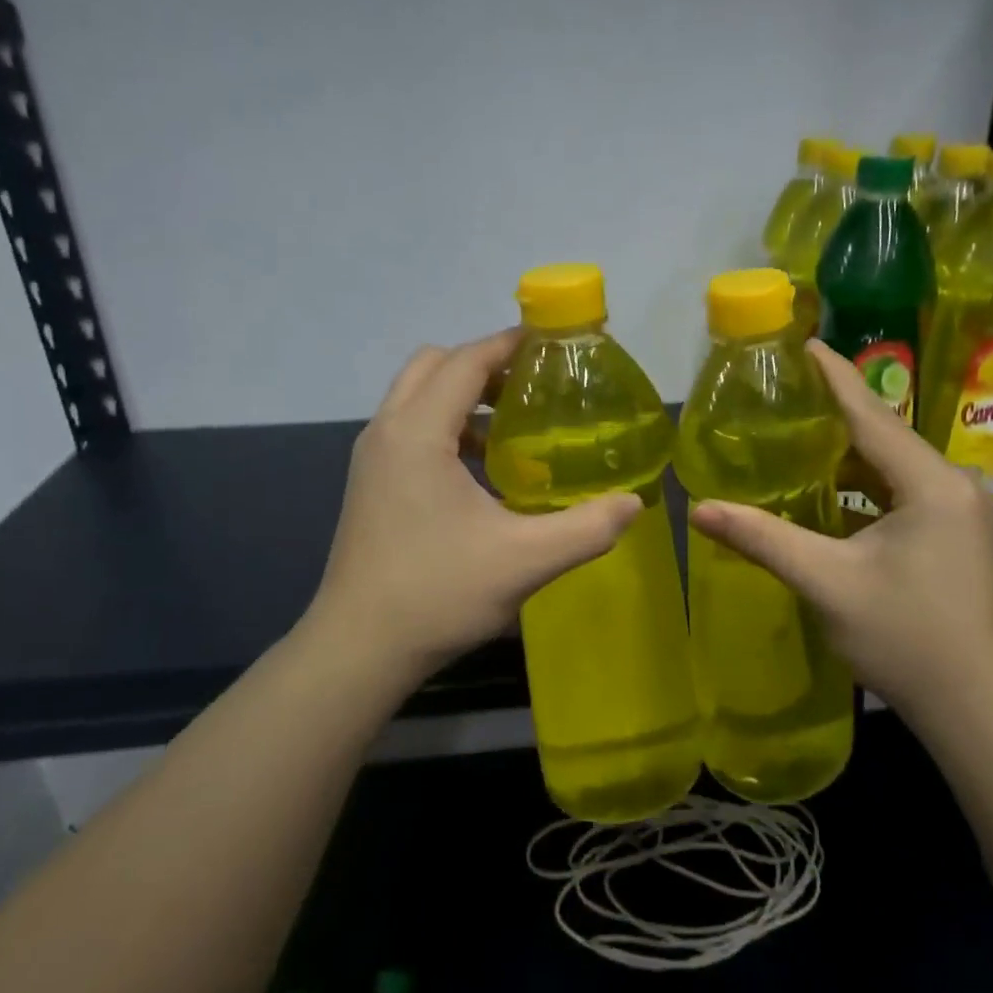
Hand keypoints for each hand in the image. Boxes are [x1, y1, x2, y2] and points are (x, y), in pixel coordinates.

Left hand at [311, 330, 641, 682]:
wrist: (358, 648)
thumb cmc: (438, 594)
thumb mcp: (525, 561)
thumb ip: (586, 527)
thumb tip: (633, 503)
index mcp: (418, 433)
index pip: (466, 360)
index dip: (511, 344)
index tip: (555, 344)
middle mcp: (387, 431)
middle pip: (435, 364)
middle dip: (485, 363)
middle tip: (534, 386)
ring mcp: (372, 458)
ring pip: (417, 395)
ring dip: (463, 394)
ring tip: (514, 423)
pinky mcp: (371, 483)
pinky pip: (410, 427)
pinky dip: (446, 425)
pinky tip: (483, 469)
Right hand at [688, 340, 992, 718]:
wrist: (973, 705)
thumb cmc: (904, 638)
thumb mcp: (827, 583)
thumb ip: (763, 539)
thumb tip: (698, 509)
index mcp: (930, 483)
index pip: (871, 414)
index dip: (833, 377)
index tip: (801, 343)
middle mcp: (951, 484)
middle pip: (881, 435)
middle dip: (833, 412)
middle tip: (781, 390)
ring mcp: (956, 510)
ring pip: (889, 466)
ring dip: (844, 452)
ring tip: (792, 431)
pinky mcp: (951, 533)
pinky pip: (898, 491)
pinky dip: (859, 485)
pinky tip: (823, 488)